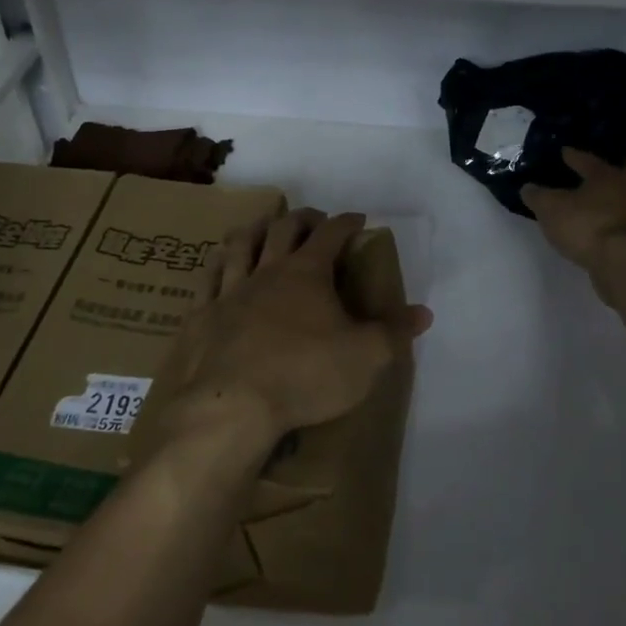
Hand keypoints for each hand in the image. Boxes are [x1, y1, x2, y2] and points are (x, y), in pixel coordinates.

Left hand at [146, 209, 432, 455]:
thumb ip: (394, 333)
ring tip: (261, 228)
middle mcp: (266, 272)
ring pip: (239, 246)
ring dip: (254, 231)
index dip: (346, 223)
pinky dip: (215, 266)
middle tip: (312, 220)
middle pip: (282, 230)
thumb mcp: (365, 358)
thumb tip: (423, 313)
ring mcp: (229, 292)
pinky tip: (217, 265)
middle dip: (301, 219)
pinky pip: (206, 280)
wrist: (232, 406)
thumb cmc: (305, 375)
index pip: (330, 234)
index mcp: (307, 274)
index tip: (357, 219)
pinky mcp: (201, 317)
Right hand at [521, 133, 625, 289]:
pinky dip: (624, 219)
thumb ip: (538, 197)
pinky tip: (616, 223)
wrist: (623, 262)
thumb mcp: (551, 208)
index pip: (588, 161)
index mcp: (606, 177)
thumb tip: (528, 188)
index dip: (575, 156)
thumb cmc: (586, 224)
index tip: (565, 151)